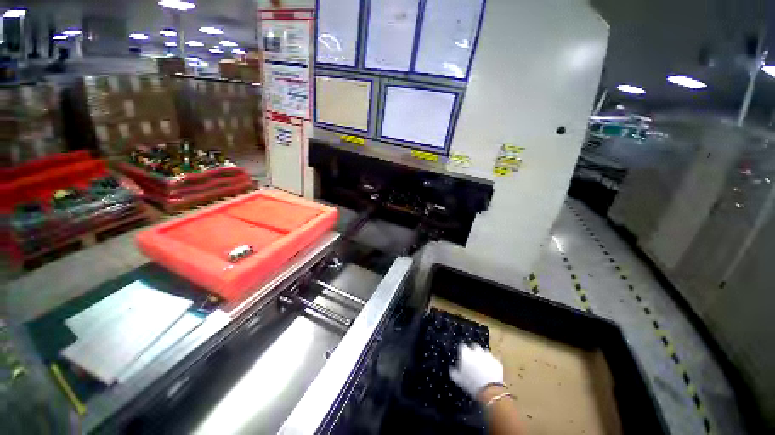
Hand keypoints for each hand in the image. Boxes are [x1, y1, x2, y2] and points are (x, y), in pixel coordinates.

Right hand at [449, 343, 503, 397]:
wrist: (490, 391)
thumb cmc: (471, 385)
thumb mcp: (459, 380)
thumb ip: (454, 372)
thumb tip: (452, 369)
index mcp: (465, 353)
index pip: (462, 347)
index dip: (462, 352)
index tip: (462, 358)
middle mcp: (476, 351)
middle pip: (474, 346)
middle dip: (473, 351)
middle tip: (473, 361)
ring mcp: (488, 355)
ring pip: (484, 352)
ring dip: (483, 357)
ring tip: (482, 367)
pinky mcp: (497, 361)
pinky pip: (493, 360)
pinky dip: (492, 363)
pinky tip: (491, 371)